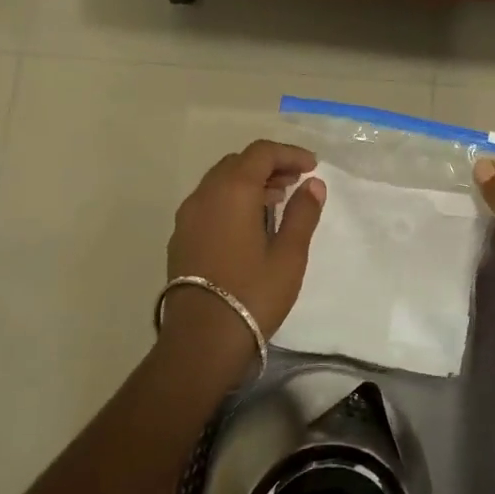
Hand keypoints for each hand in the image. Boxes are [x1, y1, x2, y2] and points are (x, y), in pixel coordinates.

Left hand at [164, 141, 327, 356]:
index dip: (289, 154)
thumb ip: (302, 213)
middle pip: (238, 163)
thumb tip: (313, 185)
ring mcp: (188, 217)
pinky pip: (209, 202)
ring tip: (277, 201)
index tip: (312, 167)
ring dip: (250, 182)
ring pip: (220, 182)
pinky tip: (250, 224)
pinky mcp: (181, 238)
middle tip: (296, 181)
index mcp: (232, 190)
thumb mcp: (289, 255)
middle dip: (269, 165)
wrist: (201, 341)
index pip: (261, 153)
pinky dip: (232, 199)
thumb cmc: (253, 294)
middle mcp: (204, 195)